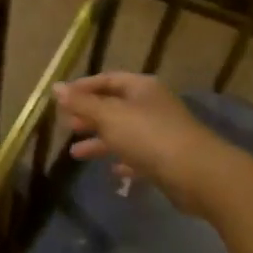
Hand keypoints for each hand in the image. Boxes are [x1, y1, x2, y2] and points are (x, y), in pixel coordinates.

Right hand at [52, 72, 227, 214]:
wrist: (196, 173)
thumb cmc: (148, 136)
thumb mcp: (109, 116)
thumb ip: (81, 103)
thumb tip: (55, 86)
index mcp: (141, 88)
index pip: (108, 79)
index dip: (83, 87)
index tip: (60, 99)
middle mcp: (152, 106)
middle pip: (115, 106)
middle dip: (90, 115)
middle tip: (66, 125)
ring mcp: (160, 133)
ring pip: (123, 133)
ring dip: (100, 141)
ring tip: (75, 154)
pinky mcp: (165, 159)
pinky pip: (138, 156)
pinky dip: (123, 160)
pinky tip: (112, 171)